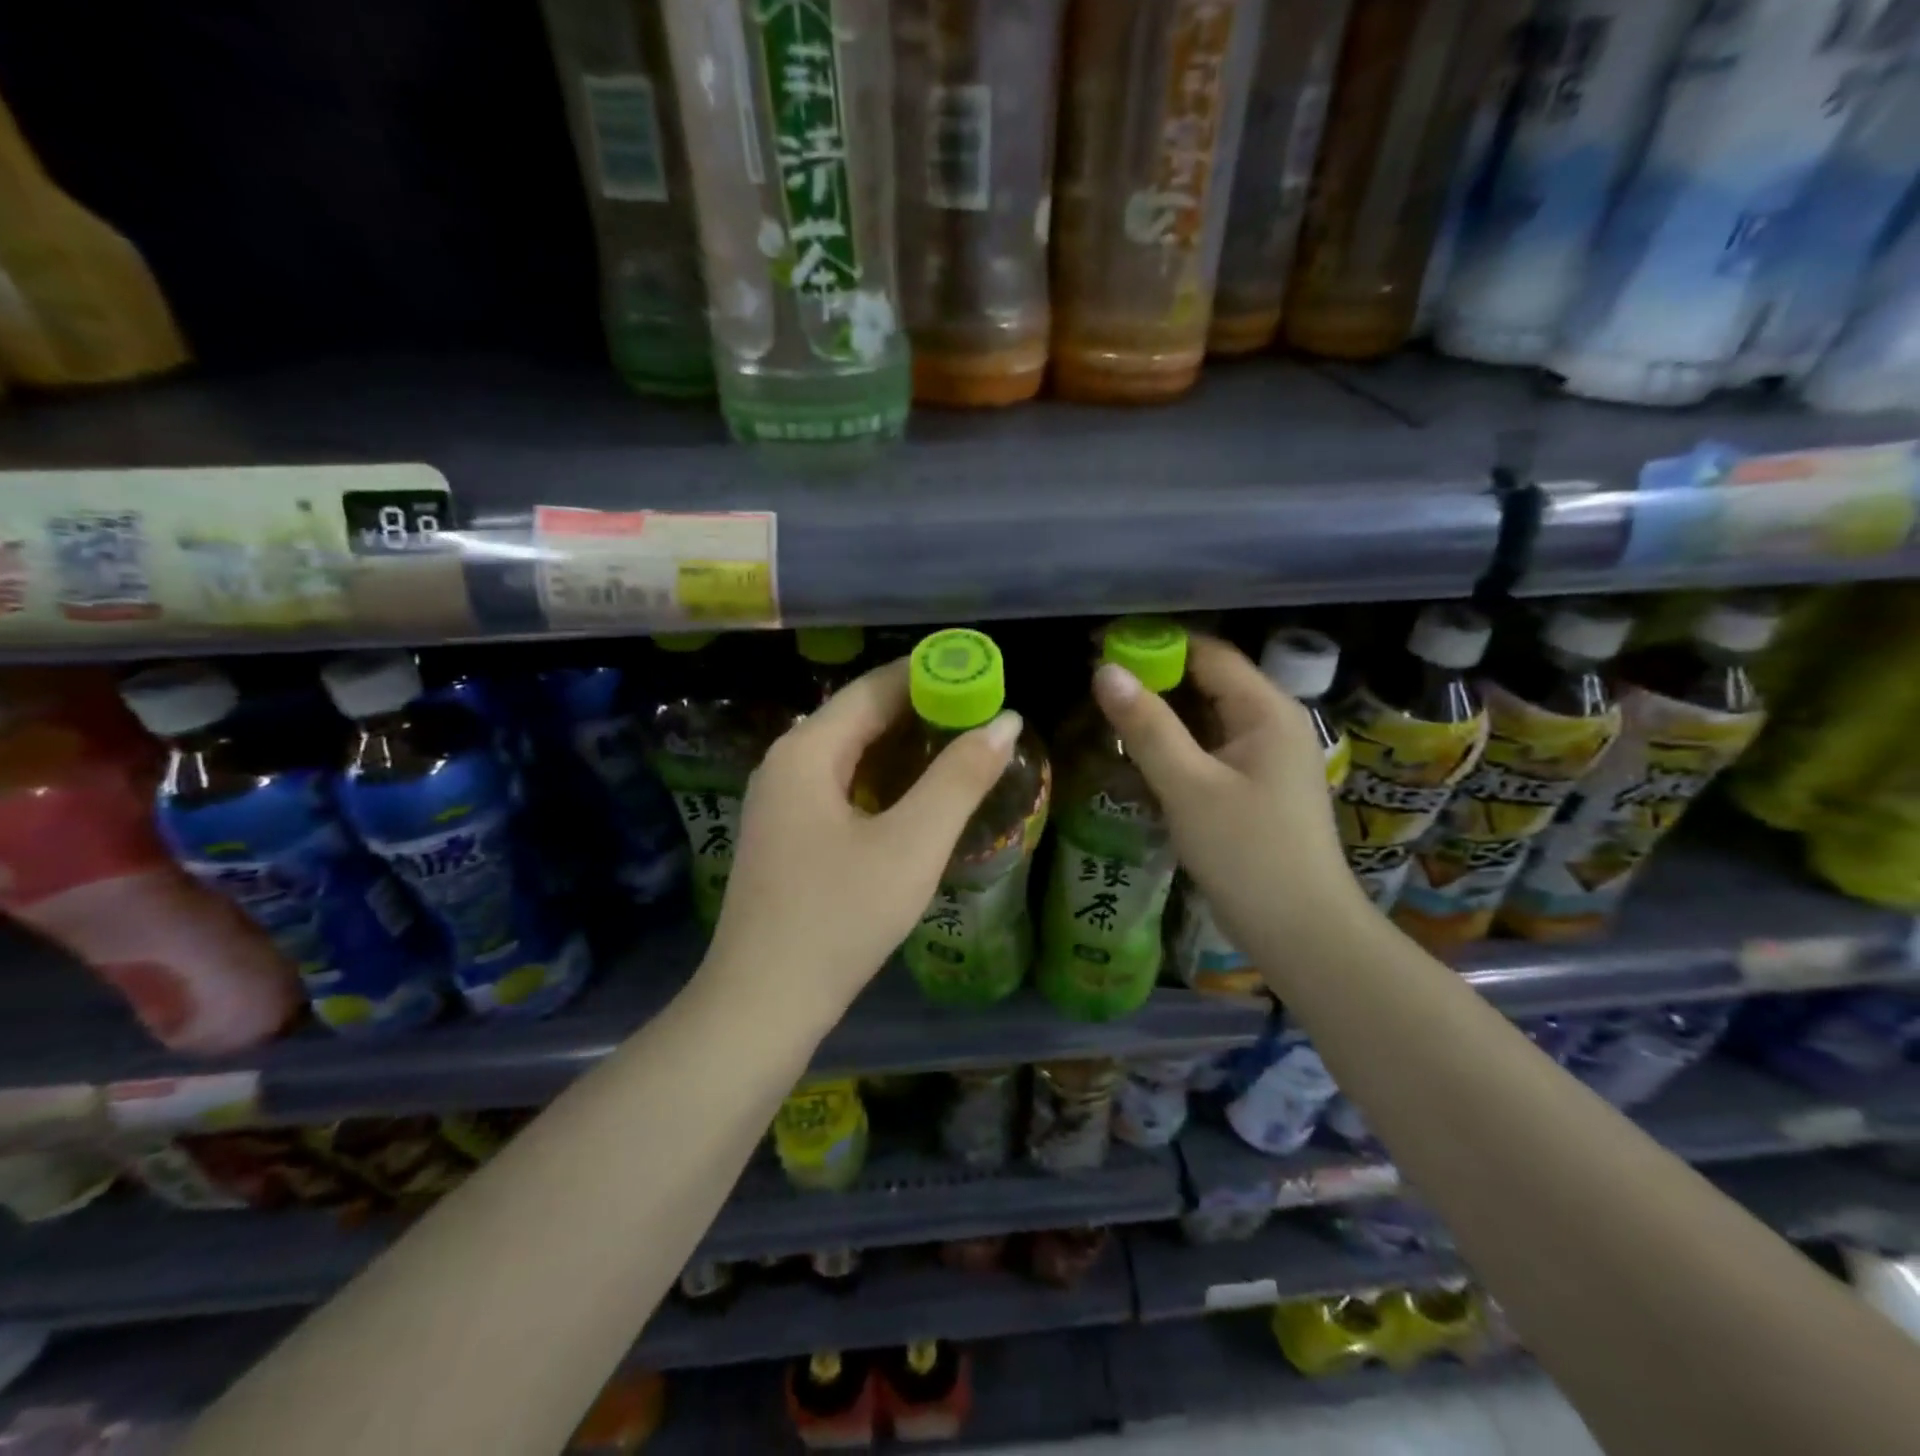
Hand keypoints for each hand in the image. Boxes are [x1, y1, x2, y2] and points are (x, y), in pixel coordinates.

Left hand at [703, 658, 1021, 1021]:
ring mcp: (780, 800)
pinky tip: (916, 793)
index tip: (984, 674)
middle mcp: (785, 762)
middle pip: (860, 715)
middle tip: (984, 711)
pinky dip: (882, 777)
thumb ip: (959, 778)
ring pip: (850, 752)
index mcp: (807, 750)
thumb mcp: (912, 845)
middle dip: (922, 708)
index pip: (875, 687)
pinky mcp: (786, 834)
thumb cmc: (839, 918)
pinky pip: (840, 784)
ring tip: (961, 745)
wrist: (762, 1004)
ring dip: (904, 744)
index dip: (932, 674)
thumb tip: (1005, 722)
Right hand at [1092, 635, 1368, 960]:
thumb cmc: (1247, 854)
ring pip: (1206, 716)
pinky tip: (1139, 752)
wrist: (1301, 932)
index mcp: (1267, 710)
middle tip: (1095, 683)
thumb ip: (1147, 727)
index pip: (1208, 653)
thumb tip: (1105, 671)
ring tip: (1107, 712)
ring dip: (1162, 712)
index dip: (1155, 643)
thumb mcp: (1189, 787)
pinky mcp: (1256, 786)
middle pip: (1208, 681)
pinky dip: (1175, 742)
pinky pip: (1210, 747)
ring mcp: (1266, 756)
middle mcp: (1272, 723)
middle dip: (1154, 677)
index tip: (1100, 647)